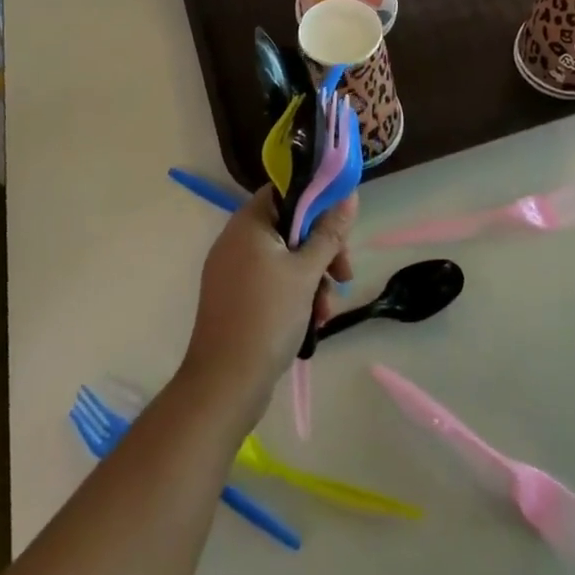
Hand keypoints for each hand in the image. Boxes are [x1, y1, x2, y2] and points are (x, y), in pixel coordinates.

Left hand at [180, 188, 354, 423]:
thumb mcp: (307, 272)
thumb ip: (329, 232)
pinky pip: (271, 281)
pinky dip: (294, 294)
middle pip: (289, 227)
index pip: (285, 191)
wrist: (226, 383)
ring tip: (327, 310)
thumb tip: (349, 195)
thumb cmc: (268, 317)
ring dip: (313, 278)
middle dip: (322, 250)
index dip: (316, 203)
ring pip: (284, 258)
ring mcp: (233, 270)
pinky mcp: (235, 297)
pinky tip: (313, 321)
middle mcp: (236, 240)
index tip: (341, 228)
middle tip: (344, 275)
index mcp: (248, 224)